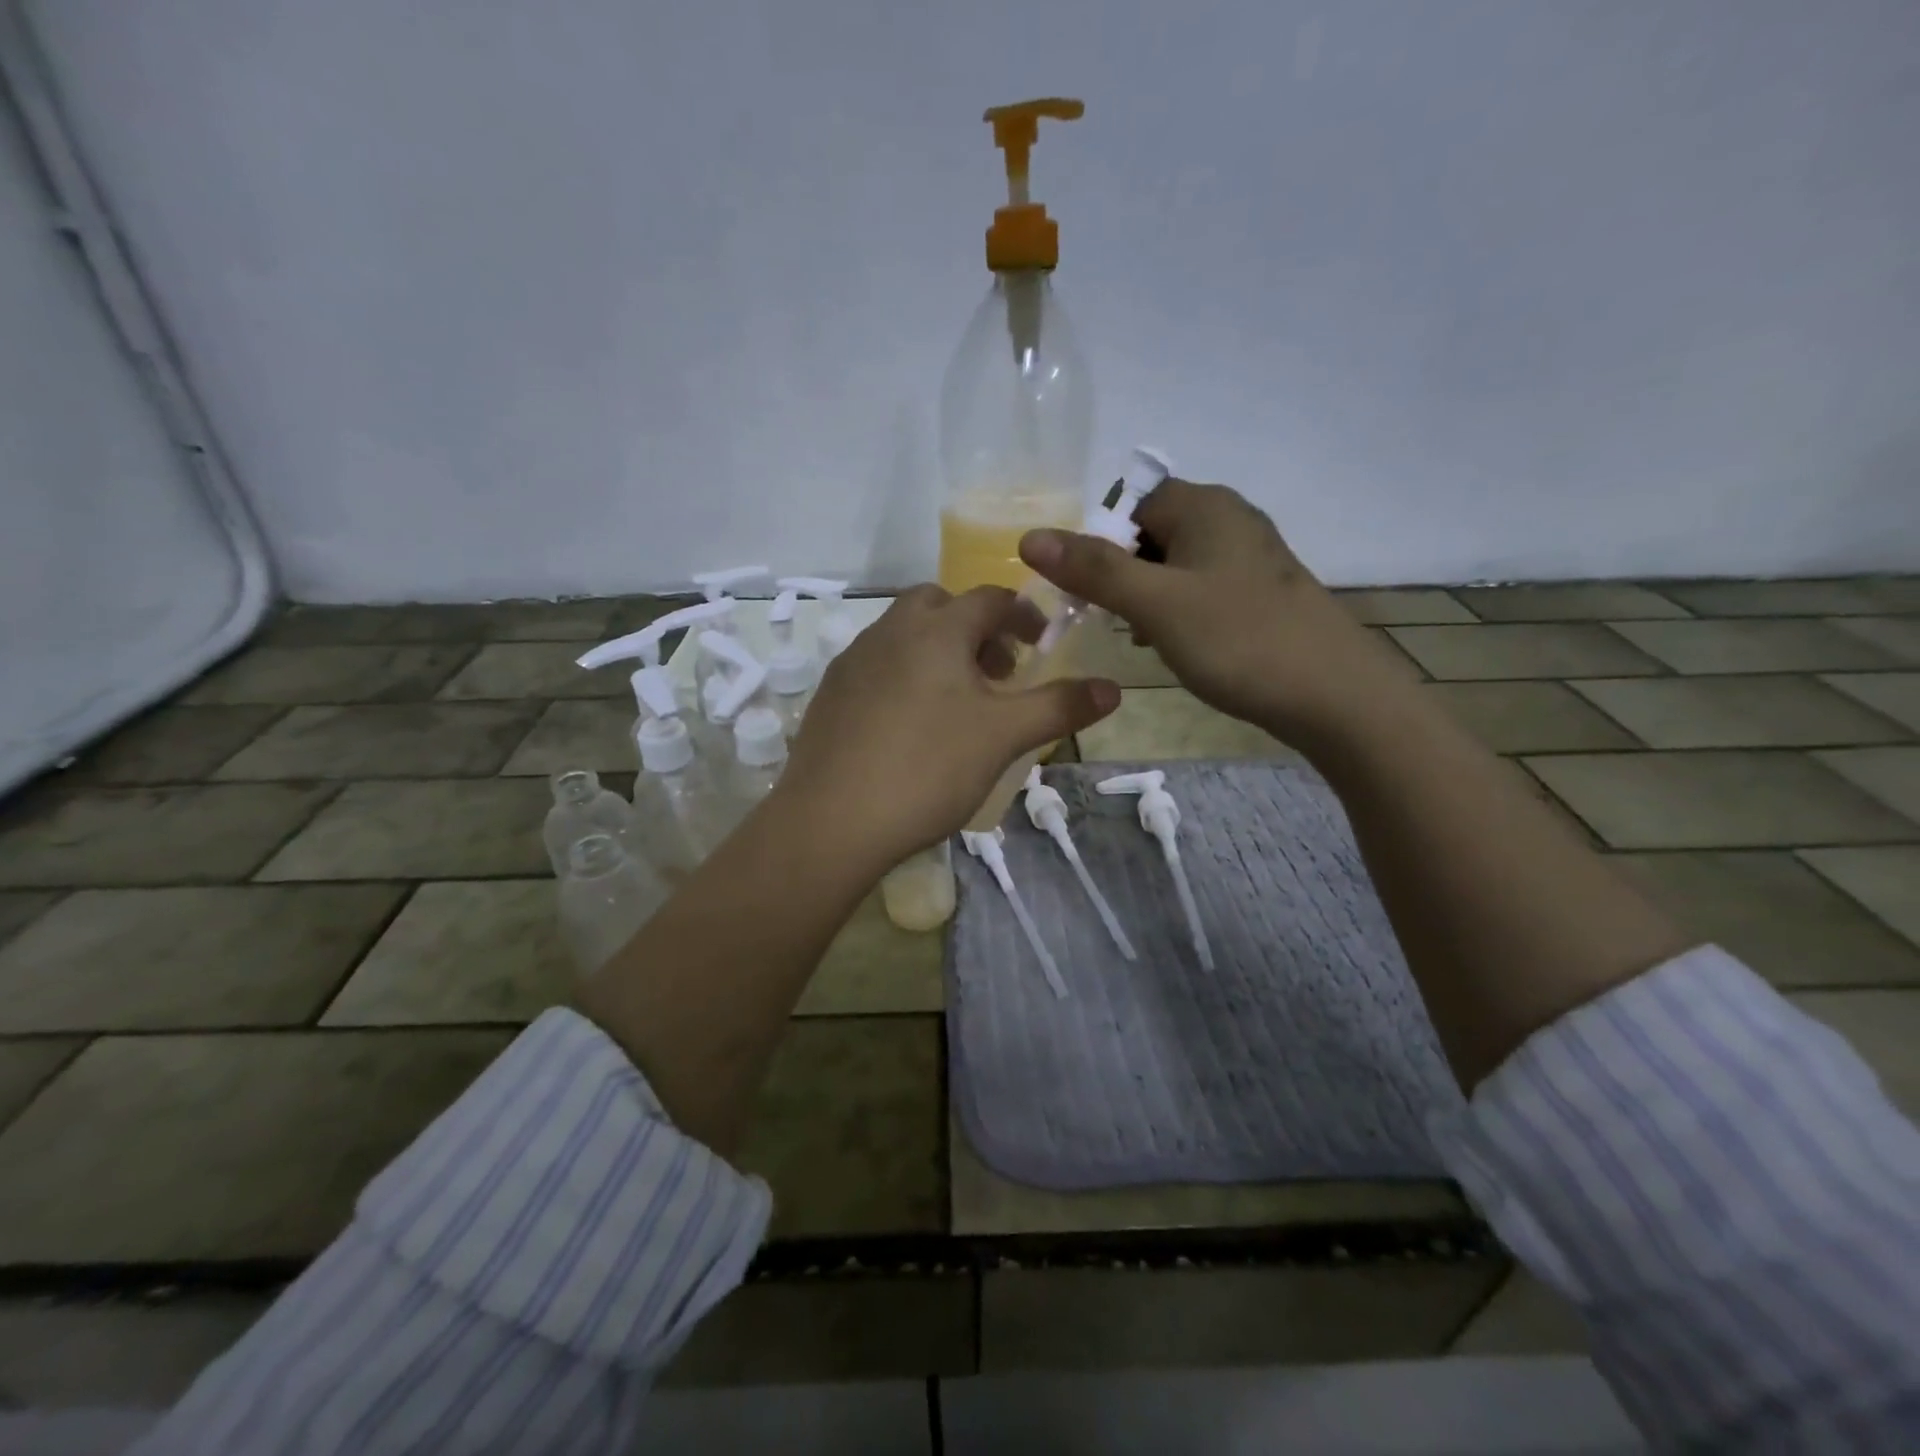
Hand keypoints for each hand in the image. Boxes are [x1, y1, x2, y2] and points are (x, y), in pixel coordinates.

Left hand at [777, 586, 1119, 867]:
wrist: (831, 821)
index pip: (989, 599)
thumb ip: (1060, 707)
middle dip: (974, 628)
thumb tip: (1114, 687)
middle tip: (996, 671)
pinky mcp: (829, 696)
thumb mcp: (1004, 737)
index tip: (1040, 643)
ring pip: (903, 635)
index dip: (1022, 615)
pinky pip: (876, 666)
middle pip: (938, 606)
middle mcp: (889, 632)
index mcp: (935, 630)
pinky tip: (910, 725)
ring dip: (937, 651)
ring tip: (957, 702)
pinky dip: (904, 675)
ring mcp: (852, 662)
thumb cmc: (928, 769)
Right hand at [1019, 480, 1406, 749]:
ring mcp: (1249, 556)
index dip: (1097, 543)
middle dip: (1120, 573)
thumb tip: (1029, 537)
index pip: (1129, 503)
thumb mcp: (1156, 604)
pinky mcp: (1260, 592)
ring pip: (1174, 564)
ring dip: (1147, 596)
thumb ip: (1094, 570)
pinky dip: (1178, 611)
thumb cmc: (1239, 640)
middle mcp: (1229, 518)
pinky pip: (1201, 588)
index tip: (1083, 592)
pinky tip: (1176, 645)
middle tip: (1109, 619)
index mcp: (1204, 506)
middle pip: (1150, 533)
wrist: (1335, 695)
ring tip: (1141, 637)